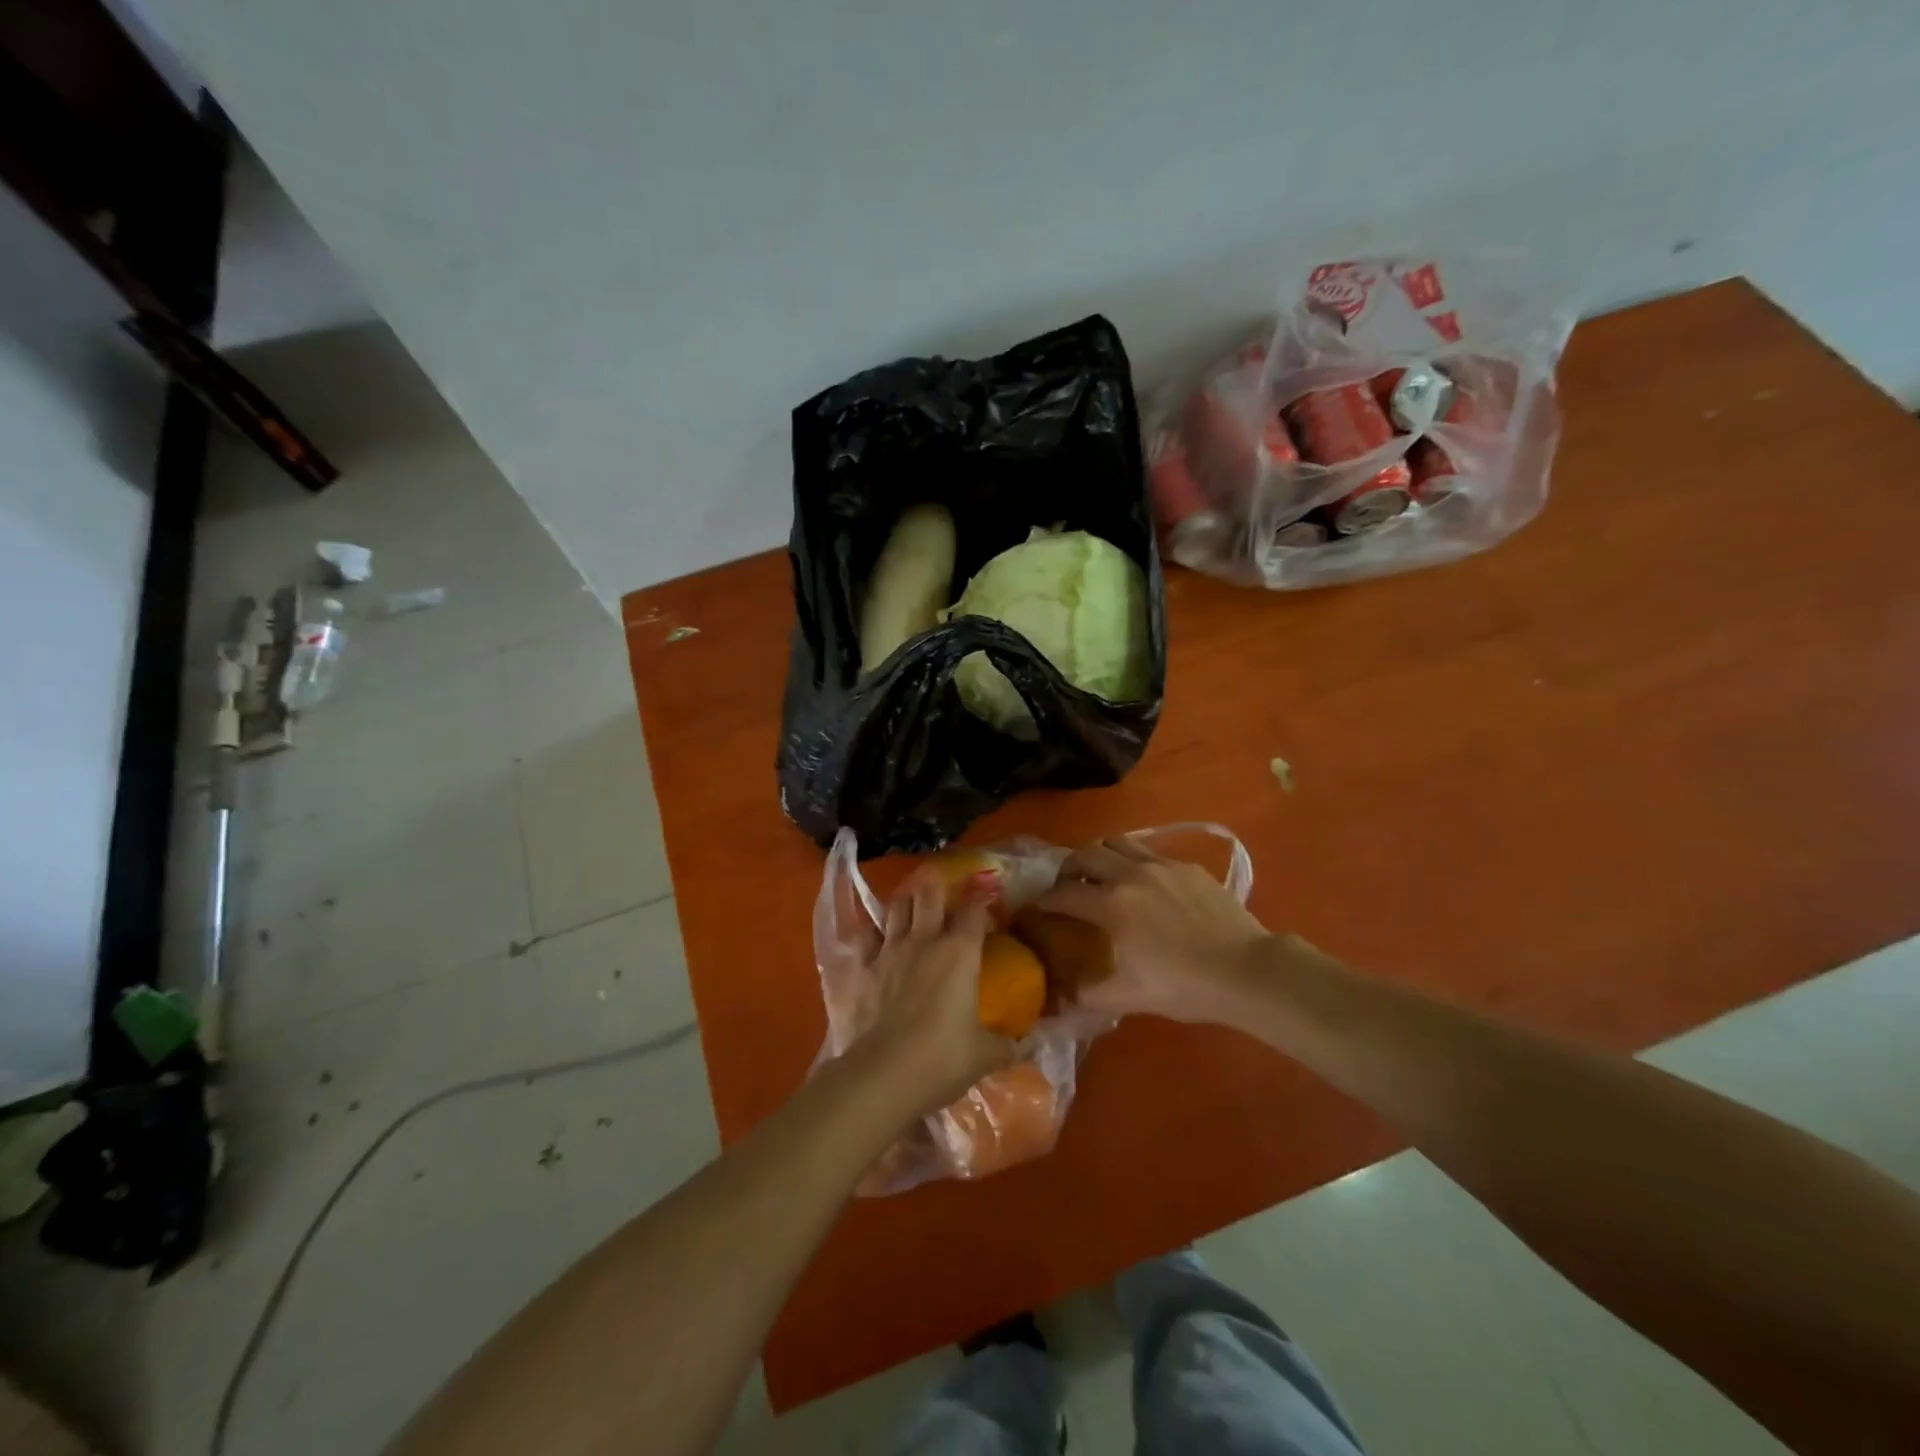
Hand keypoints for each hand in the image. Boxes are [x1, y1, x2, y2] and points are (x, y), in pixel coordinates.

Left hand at [859, 875, 1014, 1116]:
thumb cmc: (943, 1059)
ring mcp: (889, 950)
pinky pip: (867, 936)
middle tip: (946, 891)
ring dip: (907, 901)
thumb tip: (1035, 1042)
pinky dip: (874, 931)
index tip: (989, 898)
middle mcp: (924, 940)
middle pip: (929, 894)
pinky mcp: (863, 968)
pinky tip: (878, 935)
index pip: (975, 910)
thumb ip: (1013, 1043)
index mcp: (960, 951)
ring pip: (897, 907)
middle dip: (938, 887)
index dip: (983, 899)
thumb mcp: (988, 1054)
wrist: (883, 1075)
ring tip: (913, 904)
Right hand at [1038, 837, 1275, 1022]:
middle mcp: (1130, 875)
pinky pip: (1149, 853)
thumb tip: (1063, 997)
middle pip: (1085, 854)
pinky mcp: (1187, 866)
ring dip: (1100, 855)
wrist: (1246, 970)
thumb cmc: (1184, 986)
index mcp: (1111, 905)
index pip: (1063, 894)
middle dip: (1068, 868)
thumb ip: (1090, 994)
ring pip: (1117, 842)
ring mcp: (1161, 865)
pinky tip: (1145, 884)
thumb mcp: (1130, 997)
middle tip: (1068, 887)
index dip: (1045, 901)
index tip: (1038, 909)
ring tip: (1102, 875)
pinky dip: (1134, 862)